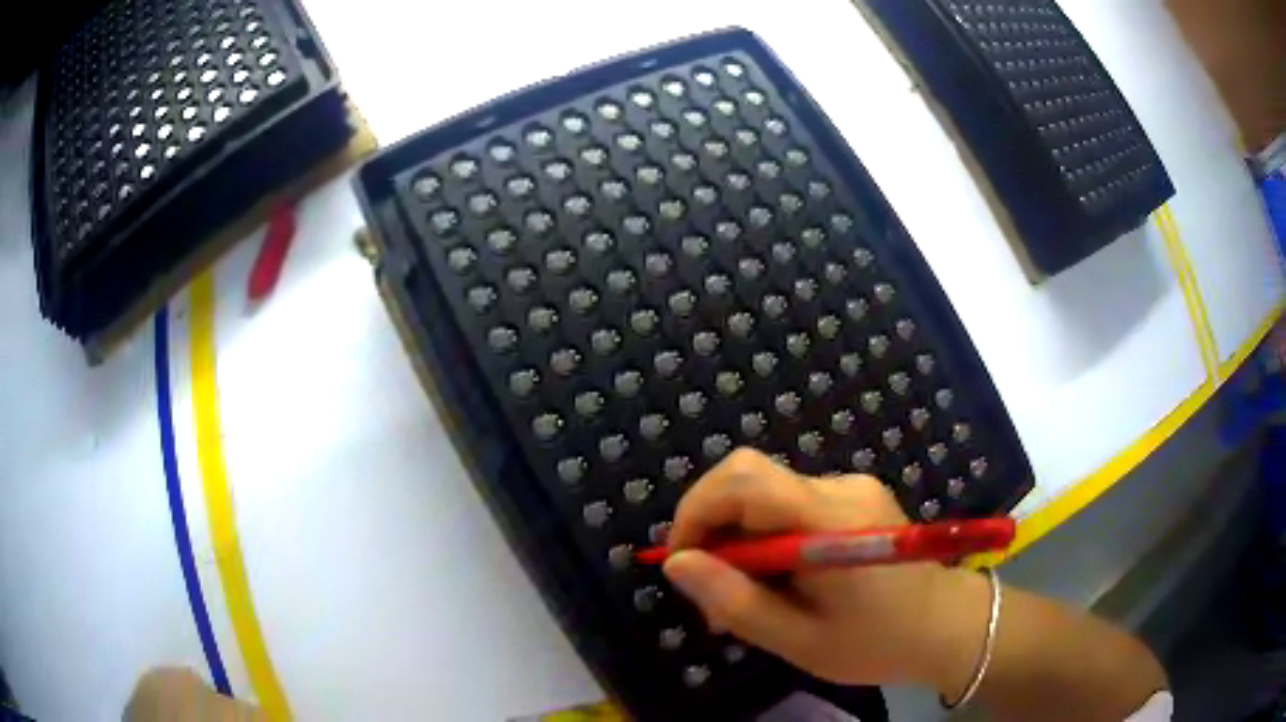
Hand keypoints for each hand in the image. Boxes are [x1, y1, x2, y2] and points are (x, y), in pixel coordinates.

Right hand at [663, 448, 989, 693]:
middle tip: (711, 590)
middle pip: (750, 480)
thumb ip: (736, 601)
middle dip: (712, 528)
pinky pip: (790, 504)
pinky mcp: (855, 496)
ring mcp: (851, 487)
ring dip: (739, 539)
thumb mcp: (798, 640)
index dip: (696, 511)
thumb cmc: (877, 643)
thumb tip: (676, 564)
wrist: (947, 627)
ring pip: (766, 495)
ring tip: (747, 598)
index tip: (681, 563)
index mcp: (831, 520)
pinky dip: (767, 538)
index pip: (744, 480)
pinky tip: (779, 580)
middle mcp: (840, 488)